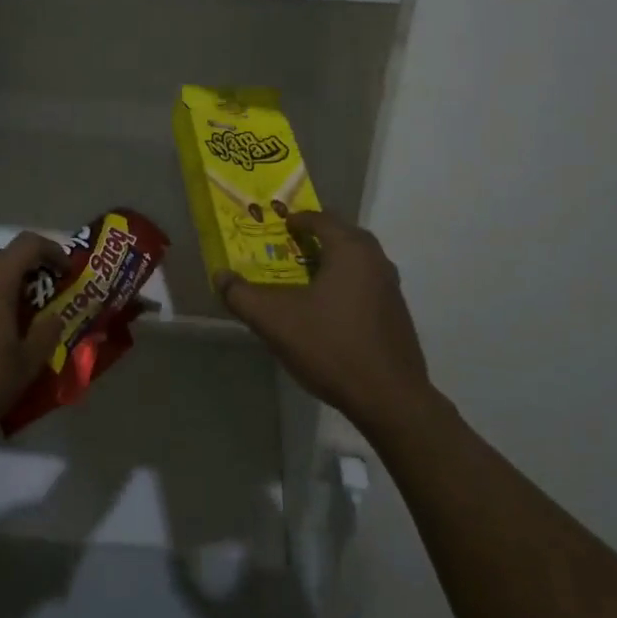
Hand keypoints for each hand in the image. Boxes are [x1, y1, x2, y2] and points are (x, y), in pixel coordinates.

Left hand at [0, 232, 65, 445]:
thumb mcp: (26, 364)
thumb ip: (47, 333)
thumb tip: (55, 316)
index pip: (28, 243)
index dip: (53, 251)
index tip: (67, 273)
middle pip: (5, 257)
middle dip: (30, 271)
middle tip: (47, 298)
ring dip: (6, 287)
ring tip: (20, 319)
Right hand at [217, 211, 432, 435]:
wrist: (390, 399)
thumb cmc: (331, 347)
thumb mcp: (274, 320)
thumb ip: (241, 295)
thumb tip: (219, 275)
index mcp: (350, 249)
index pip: (320, 218)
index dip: (295, 219)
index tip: (275, 227)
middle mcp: (376, 259)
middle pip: (341, 235)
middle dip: (314, 237)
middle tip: (287, 247)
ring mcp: (391, 287)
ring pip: (356, 260)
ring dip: (331, 261)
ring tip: (304, 277)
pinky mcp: (397, 314)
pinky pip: (366, 284)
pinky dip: (345, 283)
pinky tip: (328, 310)